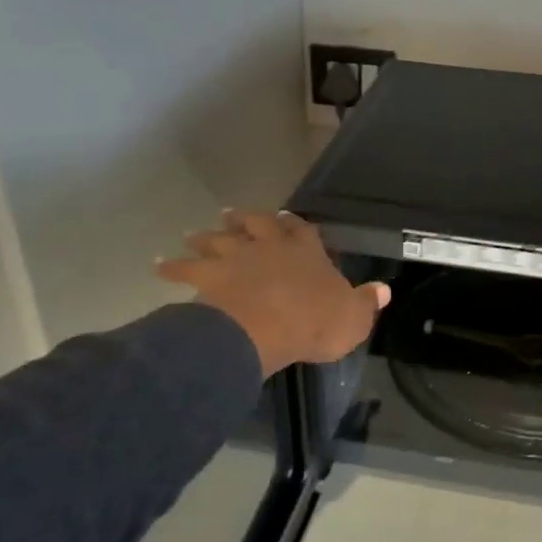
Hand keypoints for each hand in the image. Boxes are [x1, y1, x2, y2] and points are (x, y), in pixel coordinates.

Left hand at [157, 210, 389, 377]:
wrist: (264, 328)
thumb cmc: (314, 322)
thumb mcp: (353, 317)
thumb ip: (366, 302)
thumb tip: (384, 290)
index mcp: (305, 251)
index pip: (301, 230)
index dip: (294, 225)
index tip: (285, 218)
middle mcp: (268, 246)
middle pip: (254, 224)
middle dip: (245, 219)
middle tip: (232, 213)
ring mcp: (234, 258)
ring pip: (217, 239)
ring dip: (206, 236)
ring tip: (195, 232)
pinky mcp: (206, 277)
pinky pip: (183, 269)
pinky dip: (170, 266)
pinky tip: (157, 264)